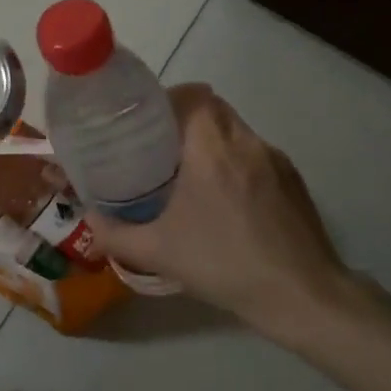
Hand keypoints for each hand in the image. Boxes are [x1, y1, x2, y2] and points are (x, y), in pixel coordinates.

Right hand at [86, 85, 353, 335]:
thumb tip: (89, 220)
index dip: (167, 99)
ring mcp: (276, 160)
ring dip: (211, 141)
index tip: (145, 122)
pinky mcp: (294, 180)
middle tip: (158, 149)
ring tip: (188, 175)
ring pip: (236, 131)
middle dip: (184, 120)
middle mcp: (247, 143)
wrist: (301, 295)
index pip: (193, 94)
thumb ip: (114, 234)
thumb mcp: (158, 252)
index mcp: (213, 148)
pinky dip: (234, 162)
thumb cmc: (224, 265)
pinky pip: (256, 155)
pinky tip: (224, 201)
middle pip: (214, 108)